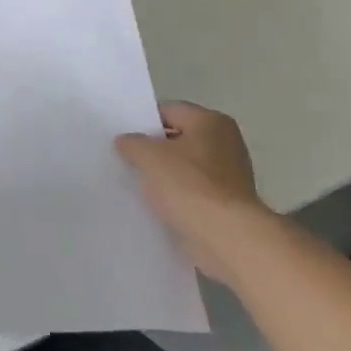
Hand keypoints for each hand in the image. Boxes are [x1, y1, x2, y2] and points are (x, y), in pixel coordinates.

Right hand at [117, 102, 274, 282]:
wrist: (226, 239)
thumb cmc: (188, 185)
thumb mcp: (147, 155)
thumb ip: (132, 142)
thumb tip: (127, 141)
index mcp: (211, 121)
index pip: (168, 111)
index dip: (142, 122)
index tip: (121, 137)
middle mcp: (225, 143)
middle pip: (177, 139)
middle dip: (152, 150)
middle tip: (124, 159)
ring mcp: (229, 176)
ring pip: (183, 168)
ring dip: (163, 176)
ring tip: (136, 183)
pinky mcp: (226, 204)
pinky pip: (192, 192)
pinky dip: (176, 197)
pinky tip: (155, 204)